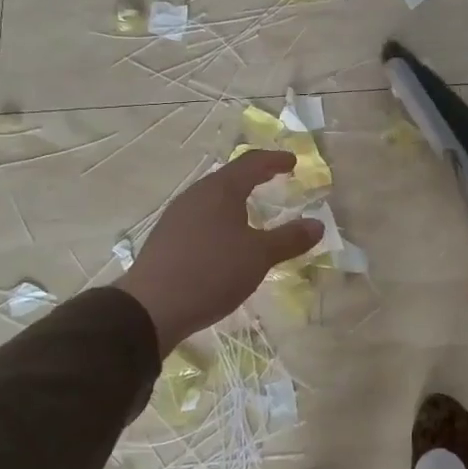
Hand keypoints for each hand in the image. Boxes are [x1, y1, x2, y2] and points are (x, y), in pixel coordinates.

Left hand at [118, 150, 323, 354]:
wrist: (150, 308)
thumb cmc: (211, 272)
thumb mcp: (259, 257)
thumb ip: (289, 239)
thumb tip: (317, 224)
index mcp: (220, 190)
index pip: (252, 163)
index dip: (274, 160)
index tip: (292, 162)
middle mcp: (196, 195)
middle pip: (229, 177)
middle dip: (254, 177)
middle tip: (275, 180)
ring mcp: (177, 216)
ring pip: (213, 198)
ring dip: (235, 199)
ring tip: (252, 210)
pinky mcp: (166, 238)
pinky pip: (201, 217)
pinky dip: (221, 219)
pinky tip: (225, 239)